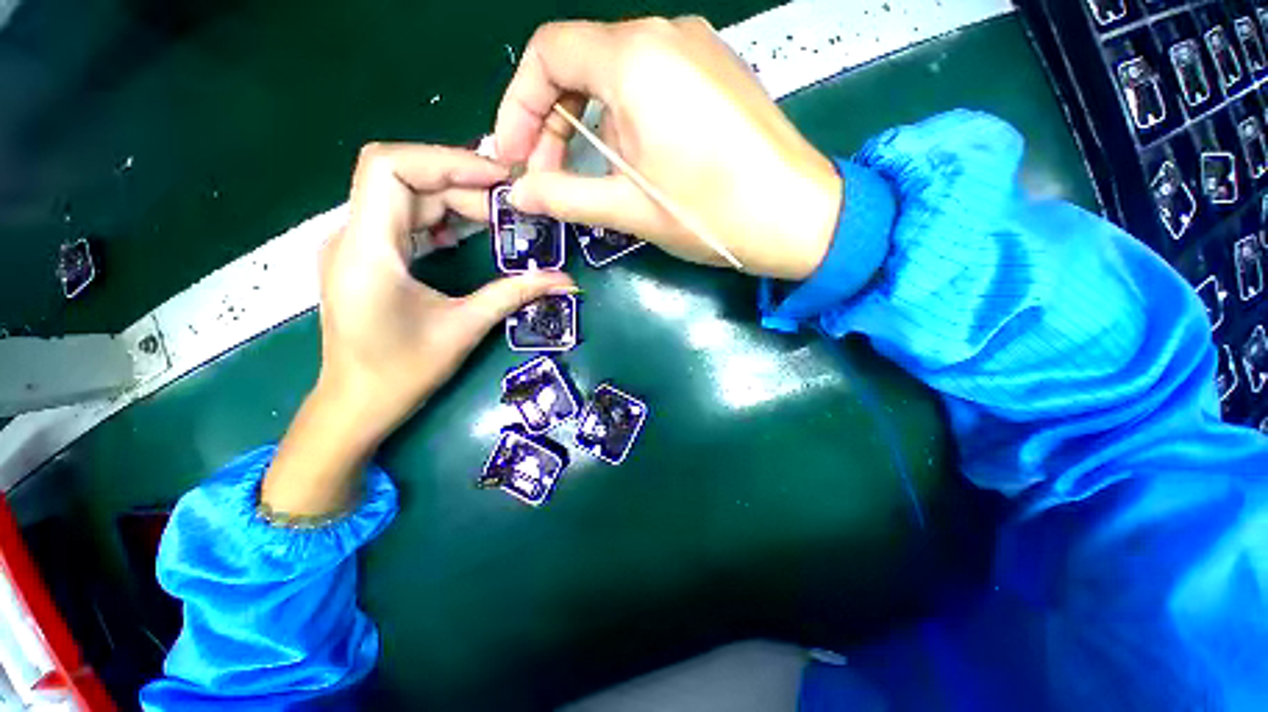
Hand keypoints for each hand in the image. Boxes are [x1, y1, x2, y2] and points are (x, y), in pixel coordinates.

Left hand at [261, 144, 571, 515]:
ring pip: (403, 195)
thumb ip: (514, 295)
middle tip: (509, 207)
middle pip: (403, 177)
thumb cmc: (403, 373)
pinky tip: (464, 233)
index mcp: (367, 250)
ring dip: (452, 199)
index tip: (497, 180)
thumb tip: (564, 280)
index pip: (389, 167)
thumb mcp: (465, 328)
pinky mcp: (365, 257)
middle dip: (460, 183)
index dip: (445, 160)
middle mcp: (352, 236)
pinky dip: (437, 216)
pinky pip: (401, 218)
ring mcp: (355, 245)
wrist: (355, 405)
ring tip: (496, 218)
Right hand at [495, 17, 842, 280]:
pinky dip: (625, 121)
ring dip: (589, 127)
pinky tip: (634, 162)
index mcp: (636, 59)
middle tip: (547, 177)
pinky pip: (651, 85)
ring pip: (615, 78)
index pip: (547, 54)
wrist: (798, 216)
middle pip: (579, 65)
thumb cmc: (713, 212)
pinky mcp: (715, 73)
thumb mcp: (630, 208)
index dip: (519, 105)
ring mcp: (696, 50)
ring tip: (593, 179)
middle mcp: (664, 35)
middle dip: (552, 122)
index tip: (514, 155)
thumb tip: (520, 193)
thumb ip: (567, 195)